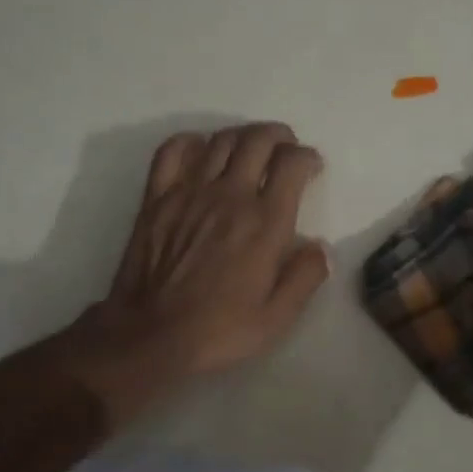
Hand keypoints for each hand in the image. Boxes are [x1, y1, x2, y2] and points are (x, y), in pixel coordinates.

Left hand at [60, 122, 330, 419]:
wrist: (150, 335)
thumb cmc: (219, 330)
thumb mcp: (277, 317)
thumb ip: (305, 277)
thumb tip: (321, 247)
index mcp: (265, 222)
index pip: (292, 164)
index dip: (307, 157)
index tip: (311, 167)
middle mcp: (230, 195)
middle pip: (258, 139)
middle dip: (279, 136)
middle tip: (285, 149)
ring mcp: (189, 192)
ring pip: (221, 140)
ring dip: (243, 136)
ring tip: (251, 150)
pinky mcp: (157, 198)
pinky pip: (173, 151)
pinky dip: (192, 142)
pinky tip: (201, 152)